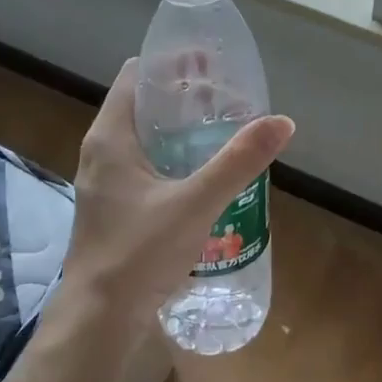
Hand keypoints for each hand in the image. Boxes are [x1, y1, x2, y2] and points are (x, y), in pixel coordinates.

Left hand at [55, 59, 294, 329]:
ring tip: (222, 129)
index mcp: (110, 137)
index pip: (136, 76)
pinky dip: (172, 156)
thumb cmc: (140, 253)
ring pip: (144, 137)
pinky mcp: (113, 206)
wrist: (100, 317)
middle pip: (142, 104)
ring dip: (179, 128)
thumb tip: (281, 122)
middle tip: (227, 97)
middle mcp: (101, 152)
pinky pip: (144, 165)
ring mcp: (105, 181)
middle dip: (183, 96)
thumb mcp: (196, 203)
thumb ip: (238, 162)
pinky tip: (203, 173)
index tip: (209, 63)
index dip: (171, 63)